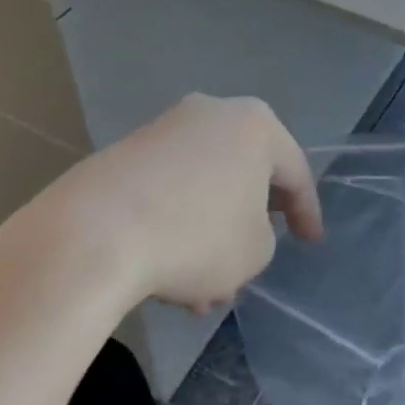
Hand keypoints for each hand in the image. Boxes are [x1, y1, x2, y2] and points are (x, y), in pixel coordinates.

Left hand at [3, 95, 322, 311]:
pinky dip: (176, 225)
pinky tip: (166, 274)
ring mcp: (163, 129)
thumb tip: (237, 227)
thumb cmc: (196, 235)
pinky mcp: (123, 152)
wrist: (93, 234)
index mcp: (255, 125)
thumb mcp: (255, 250)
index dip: (306, 211)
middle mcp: (211, 113)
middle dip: (248, 224)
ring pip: (203, 188)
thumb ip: (263, 236)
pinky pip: (167, 190)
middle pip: (244, 174)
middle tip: (253, 262)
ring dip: (209, 234)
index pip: (294, 171)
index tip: (311, 242)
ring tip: (202, 292)